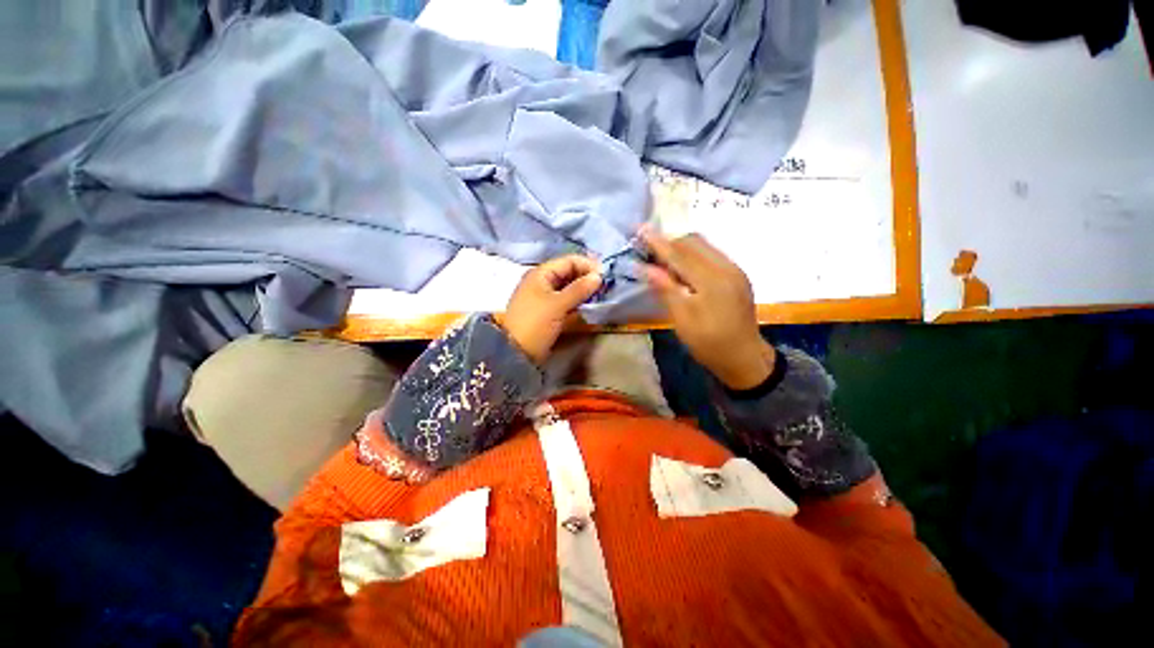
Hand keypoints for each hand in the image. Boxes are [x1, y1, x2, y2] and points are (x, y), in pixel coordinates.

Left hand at [502, 254, 602, 364]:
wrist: (516, 352)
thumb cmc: (535, 323)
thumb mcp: (558, 305)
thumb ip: (578, 289)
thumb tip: (598, 276)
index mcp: (541, 273)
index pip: (568, 261)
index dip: (587, 265)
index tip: (606, 275)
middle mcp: (542, 281)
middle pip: (568, 272)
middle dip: (586, 276)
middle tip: (605, 286)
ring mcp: (544, 296)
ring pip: (568, 286)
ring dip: (583, 289)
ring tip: (600, 294)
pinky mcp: (547, 310)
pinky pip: (565, 299)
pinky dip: (577, 299)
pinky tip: (588, 304)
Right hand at [640, 226, 774, 389]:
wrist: (745, 358)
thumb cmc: (709, 343)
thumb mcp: (683, 319)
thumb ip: (666, 289)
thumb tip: (645, 267)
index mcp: (712, 280)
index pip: (680, 254)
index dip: (658, 242)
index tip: (640, 230)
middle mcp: (727, 268)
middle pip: (694, 243)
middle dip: (669, 241)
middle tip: (648, 246)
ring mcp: (735, 270)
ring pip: (704, 246)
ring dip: (681, 247)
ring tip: (662, 255)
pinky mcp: (737, 276)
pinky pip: (712, 255)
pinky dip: (694, 255)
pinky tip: (683, 266)